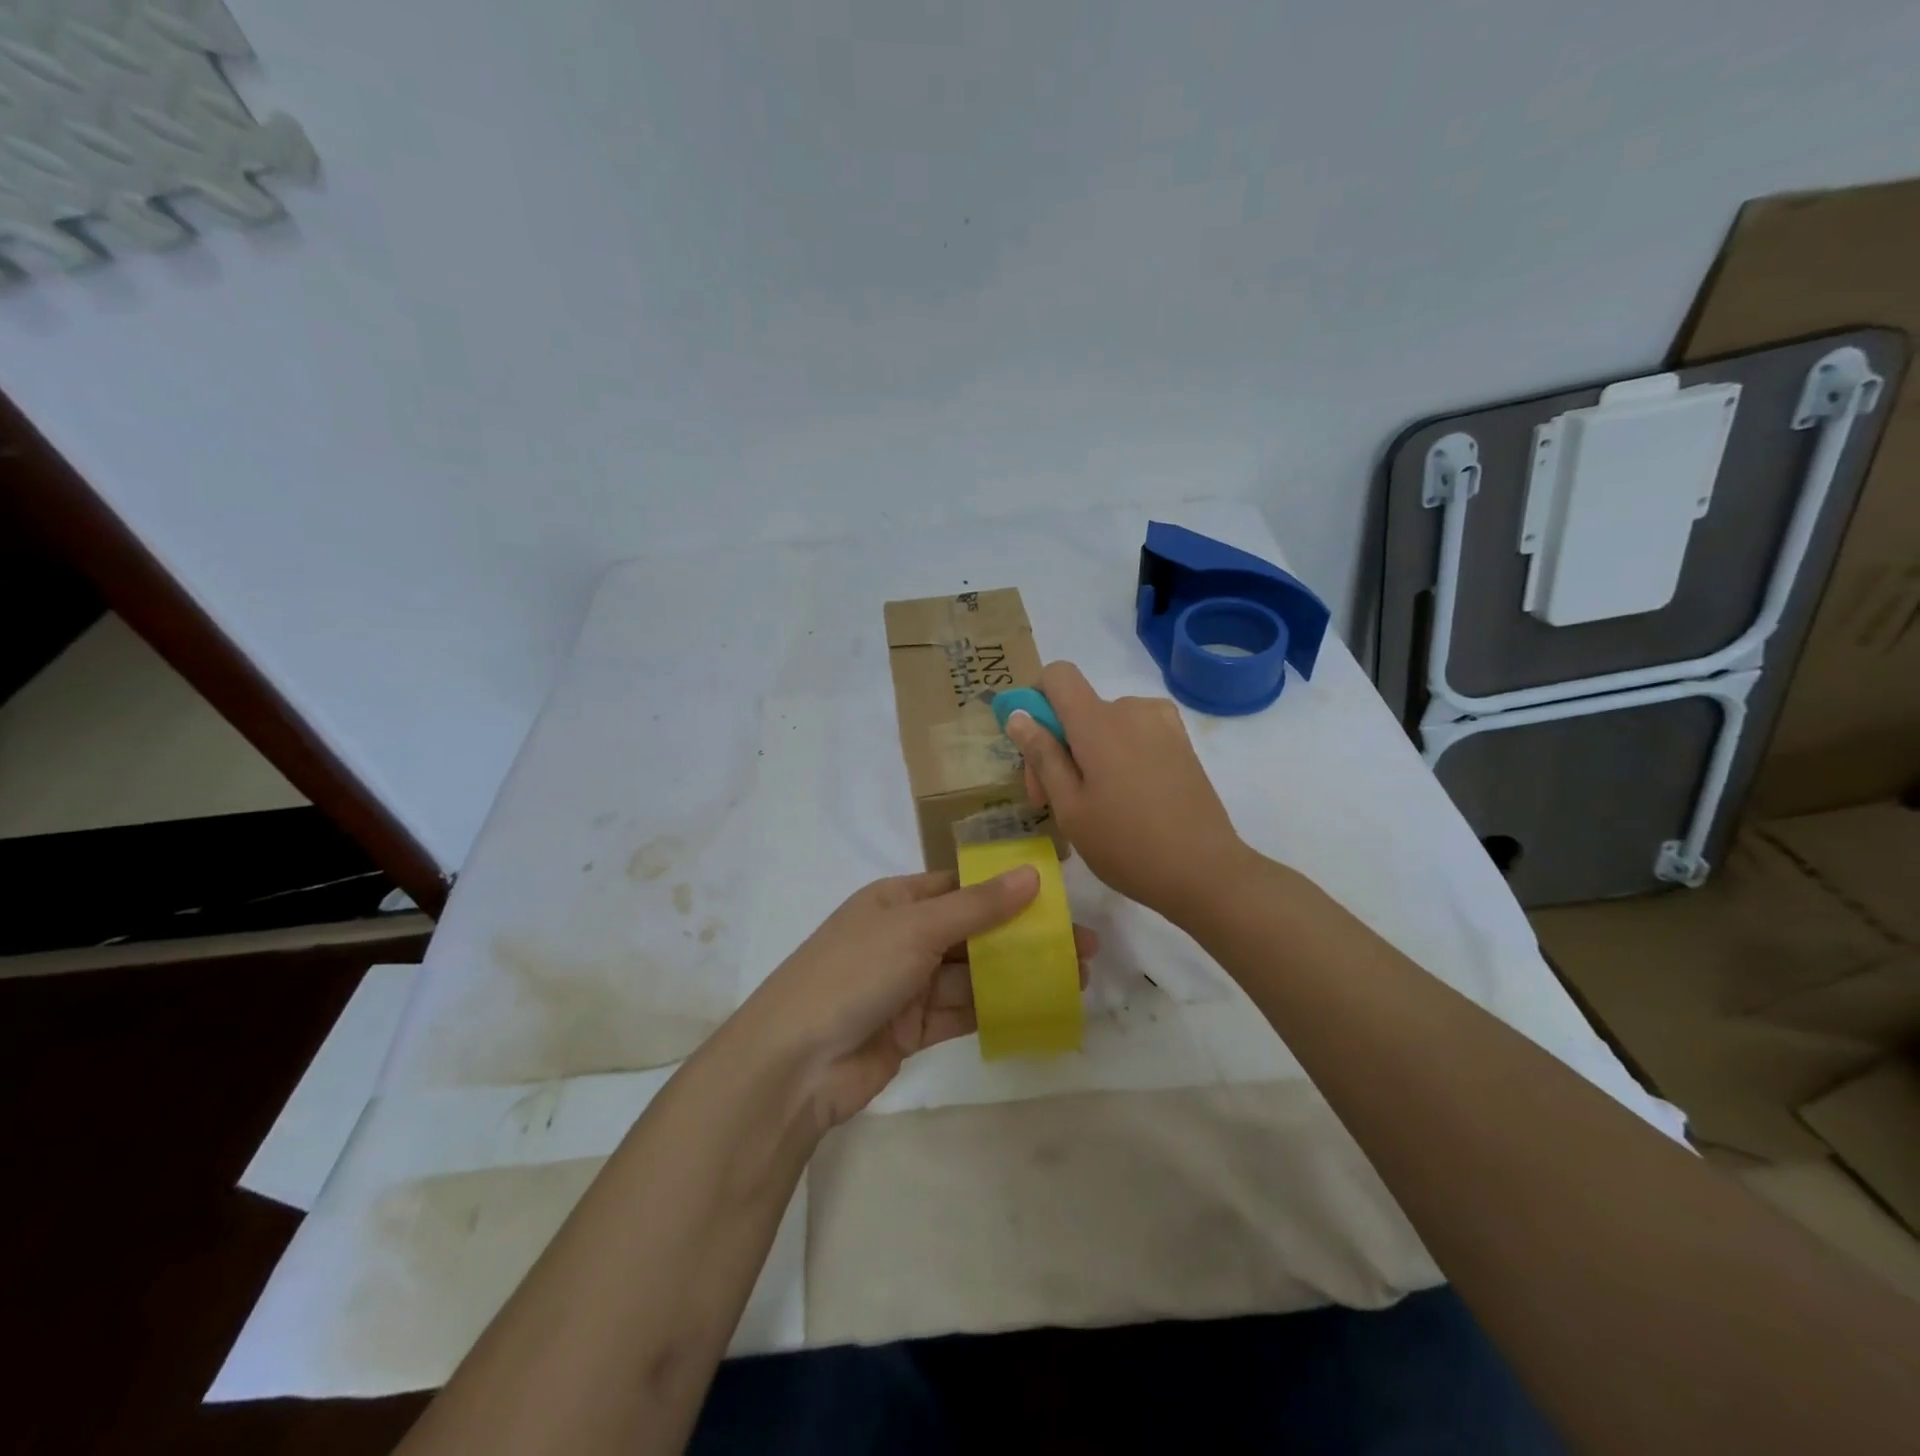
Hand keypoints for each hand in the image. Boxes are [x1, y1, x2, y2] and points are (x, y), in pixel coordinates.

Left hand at [740, 869, 1096, 1130]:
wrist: (794, 1064)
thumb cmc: (853, 973)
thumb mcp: (916, 928)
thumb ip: (977, 906)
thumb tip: (1032, 873)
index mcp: (897, 900)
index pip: (962, 886)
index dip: (1009, 888)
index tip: (1058, 895)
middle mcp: (904, 937)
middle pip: (975, 931)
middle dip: (1025, 936)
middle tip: (1084, 943)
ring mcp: (909, 985)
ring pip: (975, 973)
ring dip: (1020, 973)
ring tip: (1077, 976)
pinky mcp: (914, 1029)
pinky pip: (964, 1011)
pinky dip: (999, 1007)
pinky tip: (1041, 1006)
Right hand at [1006, 660, 1250, 921]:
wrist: (1205, 871)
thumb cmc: (1126, 844)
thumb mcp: (1070, 807)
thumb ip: (1043, 756)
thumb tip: (1018, 715)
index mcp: (1098, 722)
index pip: (1058, 675)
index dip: (1037, 699)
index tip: (1034, 745)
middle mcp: (1131, 709)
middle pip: (1079, 707)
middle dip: (1058, 744)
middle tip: (1051, 800)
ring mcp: (1162, 724)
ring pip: (1106, 723)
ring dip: (1089, 752)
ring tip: (1092, 803)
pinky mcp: (1181, 742)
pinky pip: (1134, 733)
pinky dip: (1119, 753)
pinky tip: (1125, 797)